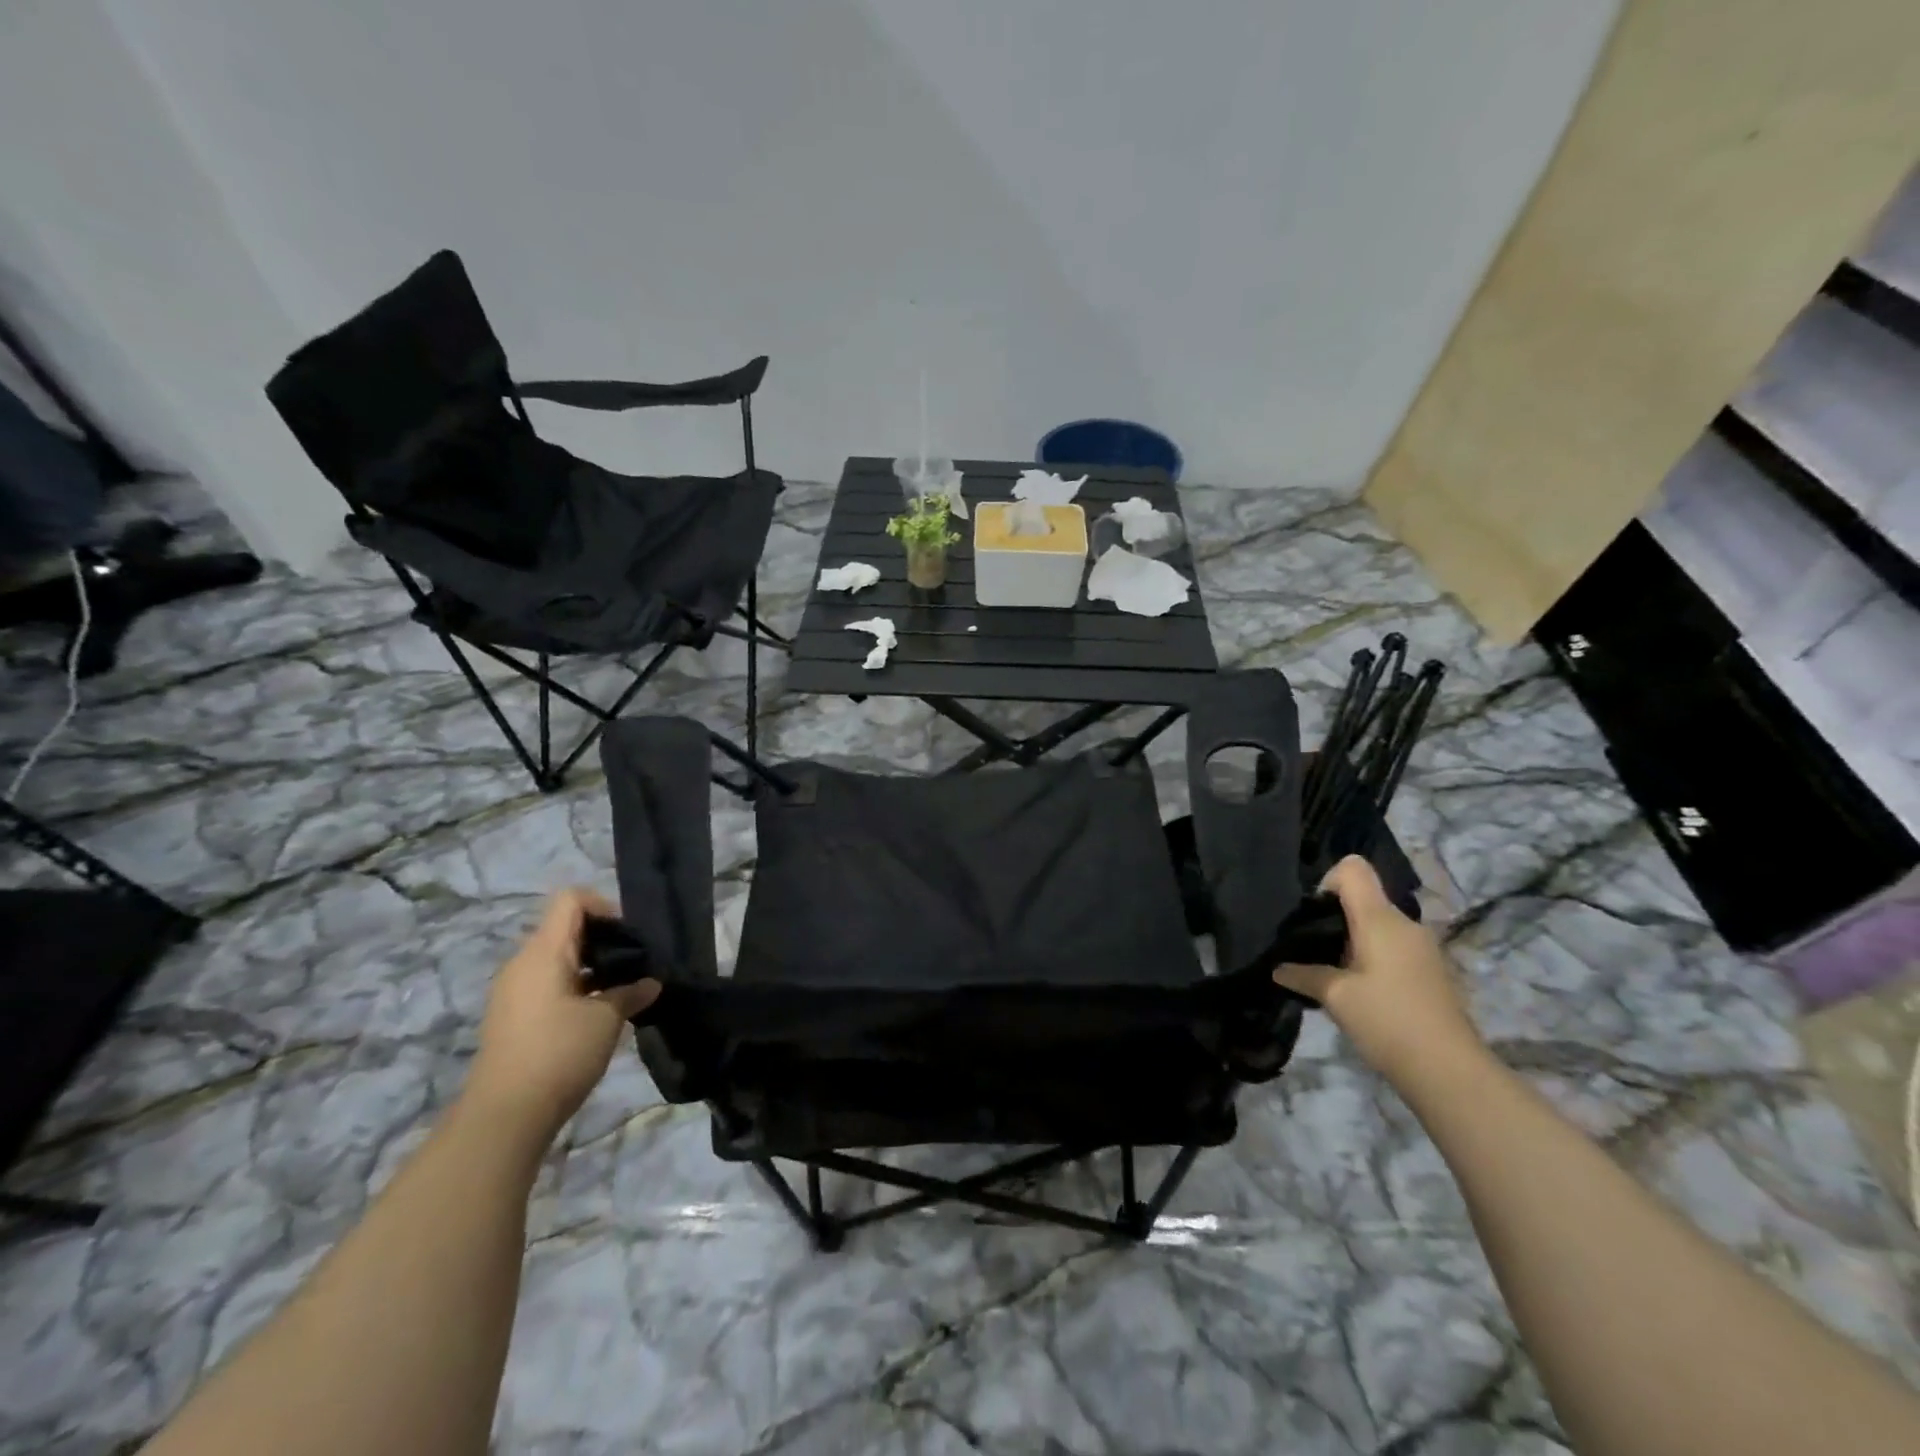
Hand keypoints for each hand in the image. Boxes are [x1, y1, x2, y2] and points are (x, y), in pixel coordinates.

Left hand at [462, 889, 659, 1144]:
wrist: (503, 1116)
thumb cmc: (559, 1053)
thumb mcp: (606, 1019)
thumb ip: (630, 993)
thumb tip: (650, 984)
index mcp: (544, 952)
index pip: (571, 900)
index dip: (604, 906)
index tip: (630, 935)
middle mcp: (523, 964)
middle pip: (565, 929)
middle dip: (603, 940)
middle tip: (634, 964)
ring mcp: (513, 991)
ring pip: (557, 959)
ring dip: (590, 967)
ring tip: (620, 990)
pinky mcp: (511, 1017)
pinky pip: (546, 984)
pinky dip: (574, 987)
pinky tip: (597, 1014)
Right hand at [1273, 855, 1484, 1089]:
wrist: (1450, 1072)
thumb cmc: (1388, 1021)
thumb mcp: (1335, 997)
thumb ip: (1303, 975)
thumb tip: (1278, 968)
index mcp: (1380, 919)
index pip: (1353, 868)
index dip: (1327, 881)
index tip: (1314, 917)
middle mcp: (1405, 924)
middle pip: (1365, 898)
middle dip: (1336, 919)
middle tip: (1315, 952)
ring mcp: (1424, 948)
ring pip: (1379, 926)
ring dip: (1355, 942)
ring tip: (1336, 976)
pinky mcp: (1432, 971)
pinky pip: (1394, 948)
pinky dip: (1374, 959)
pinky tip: (1364, 994)